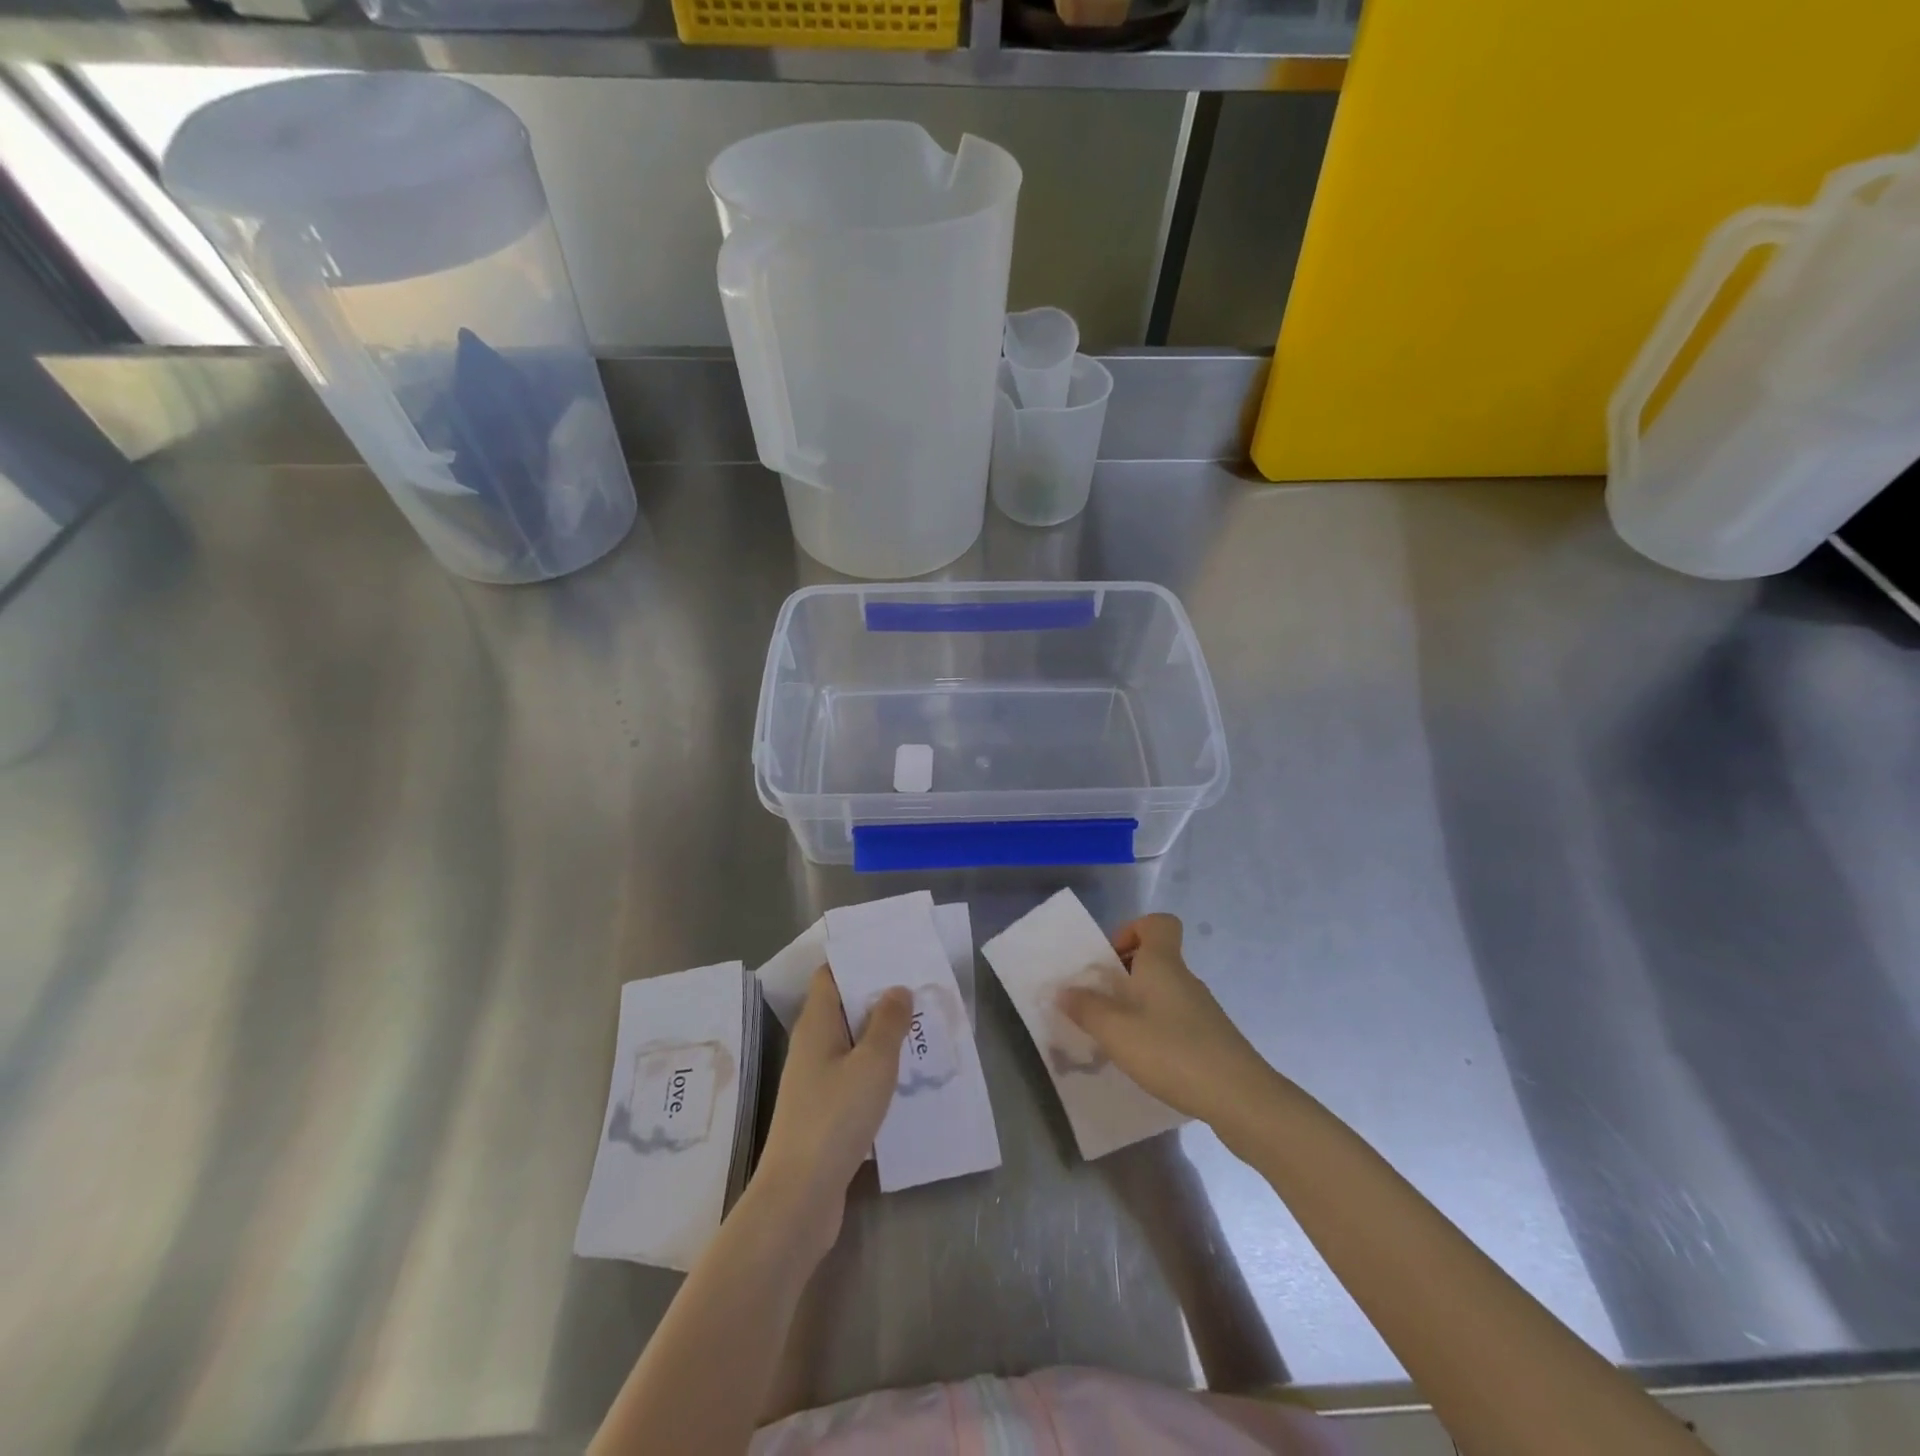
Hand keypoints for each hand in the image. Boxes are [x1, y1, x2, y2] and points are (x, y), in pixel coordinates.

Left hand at [752, 968, 909, 1258]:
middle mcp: (811, 1046)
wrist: (799, 1196)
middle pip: (843, 1007)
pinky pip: (852, 1074)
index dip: (858, 961)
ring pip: (851, 1043)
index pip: (831, 975)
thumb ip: (888, 1022)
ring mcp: (815, 1080)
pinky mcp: (823, 1111)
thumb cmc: (835, 1117)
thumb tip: (896, 988)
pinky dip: (876, 1068)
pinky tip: (905, 1077)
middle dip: (878, 997)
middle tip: (919, 990)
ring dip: (881, 1035)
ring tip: (920, 1028)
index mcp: (816, 1024)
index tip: (894, 955)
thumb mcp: (872, 1063)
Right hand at [1057, 913, 1282, 1132]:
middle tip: (1100, 1002)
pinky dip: (1156, 1029)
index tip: (1111, 960)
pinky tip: (1144, 1060)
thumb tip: (1063, 990)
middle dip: (1124, 975)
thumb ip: (1086, 1008)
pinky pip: (1175, 1019)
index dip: (1132, 930)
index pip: (1158, 922)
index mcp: (1163, 963)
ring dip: (1137, 1005)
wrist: (1240, 1099)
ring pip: (1163, 991)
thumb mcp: (1116, 1030)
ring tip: (1115, 1036)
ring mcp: (1201, 1009)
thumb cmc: (1172, 1051)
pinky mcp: (1211, 1038)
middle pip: (1155, 958)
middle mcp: (1184, 978)